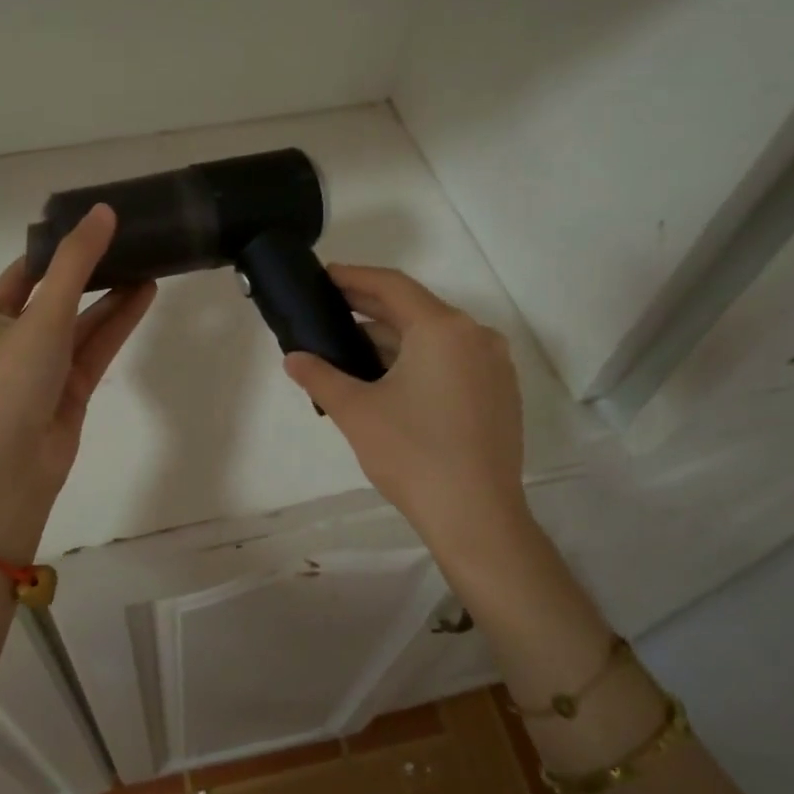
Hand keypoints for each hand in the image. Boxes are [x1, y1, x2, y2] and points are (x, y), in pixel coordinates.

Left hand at [0, 206, 155, 559]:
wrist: (10, 467)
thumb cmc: (12, 382)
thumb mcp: (42, 314)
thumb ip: (75, 263)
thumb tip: (103, 212)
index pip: (25, 271)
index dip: (57, 248)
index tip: (92, 224)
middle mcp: (17, 339)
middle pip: (59, 295)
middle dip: (91, 271)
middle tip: (128, 241)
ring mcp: (46, 366)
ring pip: (84, 322)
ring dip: (112, 296)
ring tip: (148, 263)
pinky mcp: (72, 390)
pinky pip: (97, 348)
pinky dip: (119, 323)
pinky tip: (145, 296)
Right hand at [283, 265, 526, 544]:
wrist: (476, 516)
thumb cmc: (412, 454)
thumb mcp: (356, 411)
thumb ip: (320, 376)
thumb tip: (293, 358)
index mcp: (443, 329)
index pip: (393, 286)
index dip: (355, 277)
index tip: (325, 276)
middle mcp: (476, 336)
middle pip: (416, 309)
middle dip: (371, 308)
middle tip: (329, 309)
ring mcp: (494, 365)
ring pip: (434, 338)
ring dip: (393, 338)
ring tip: (350, 348)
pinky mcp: (500, 393)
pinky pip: (452, 360)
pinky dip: (419, 359)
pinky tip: (388, 378)